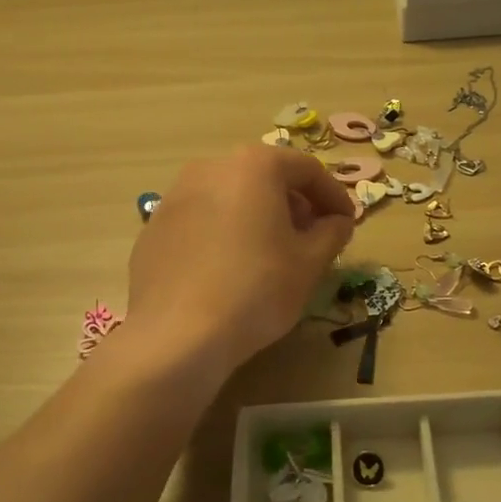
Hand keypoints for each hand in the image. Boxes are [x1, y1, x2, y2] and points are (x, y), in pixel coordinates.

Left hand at [128, 145, 354, 374]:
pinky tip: (230, 269)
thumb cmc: (256, 290)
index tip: (347, 223)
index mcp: (254, 166)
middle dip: (294, 203)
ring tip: (271, 254)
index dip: (334, 195)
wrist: (176, 335)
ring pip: (230, 196)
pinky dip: (224, 233)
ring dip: (258, 216)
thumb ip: (332, 233)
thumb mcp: (309, 263)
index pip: (306, 169)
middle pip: (265, 177)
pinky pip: (201, 220)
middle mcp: (210, 168)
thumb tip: (337, 222)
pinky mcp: (153, 228)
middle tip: (312, 237)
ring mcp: (175, 196)